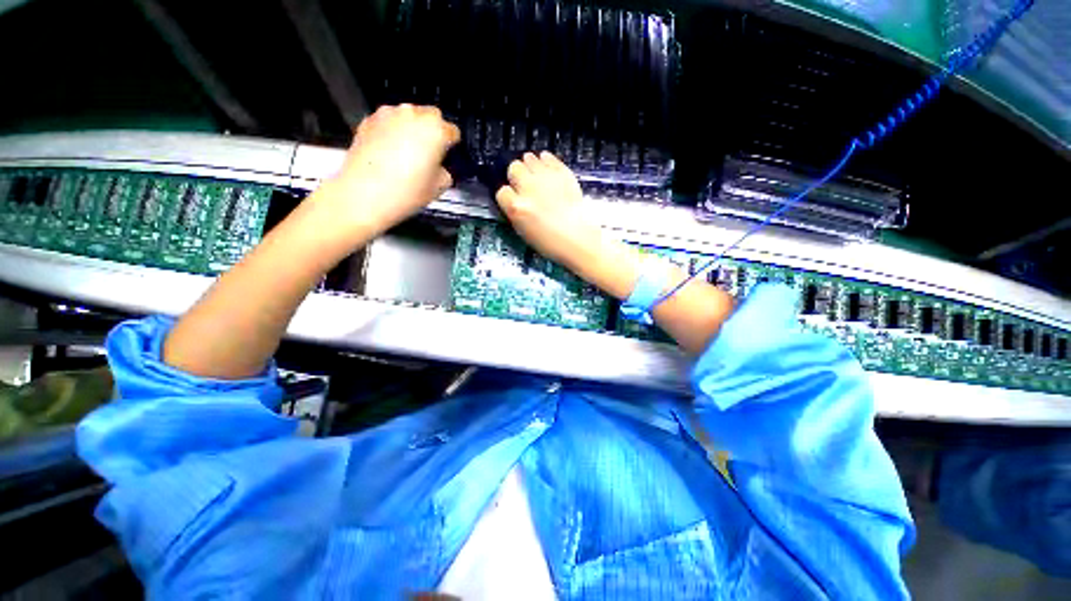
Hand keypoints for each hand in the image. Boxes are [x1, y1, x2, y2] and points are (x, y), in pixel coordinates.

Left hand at [318, 104, 460, 237]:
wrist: (364, 193)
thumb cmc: (407, 191)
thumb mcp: (440, 187)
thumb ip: (445, 171)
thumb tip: (439, 168)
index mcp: (436, 130)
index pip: (453, 131)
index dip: (452, 145)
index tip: (448, 156)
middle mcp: (413, 114)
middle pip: (431, 116)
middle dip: (433, 131)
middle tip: (429, 154)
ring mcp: (388, 114)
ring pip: (408, 116)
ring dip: (412, 129)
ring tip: (407, 153)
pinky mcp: (369, 120)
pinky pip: (388, 122)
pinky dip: (392, 132)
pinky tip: (389, 153)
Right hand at [495, 152, 606, 268]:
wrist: (579, 240)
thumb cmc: (551, 243)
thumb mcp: (524, 232)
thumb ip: (515, 212)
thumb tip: (513, 198)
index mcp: (517, 207)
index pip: (502, 191)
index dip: (508, 195)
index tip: (513, 199)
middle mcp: (529, 188)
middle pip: (514, 168)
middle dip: (516, 176)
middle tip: (523, 184)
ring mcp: (546, 178)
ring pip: (529, 158)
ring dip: (529, 166)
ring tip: (535, 175)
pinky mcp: (562, 172)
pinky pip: (548, 157)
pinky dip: (545, 161)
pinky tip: (546, 167)